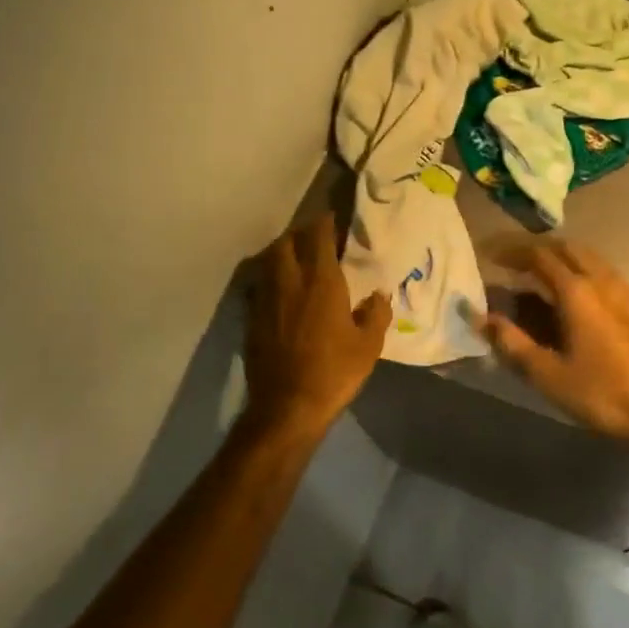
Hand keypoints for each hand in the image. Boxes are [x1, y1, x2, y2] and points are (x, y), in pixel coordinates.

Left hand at [245, 213, 391, 433]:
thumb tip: (378, 295)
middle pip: (287, 241)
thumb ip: (376, 313)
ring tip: (297, 261)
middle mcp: (289, 281)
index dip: (325, 222)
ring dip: (283, 252)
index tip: (335, 220)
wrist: (286, 408)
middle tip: (316, 240)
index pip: (318, 235)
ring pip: (268, 260)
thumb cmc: (334, 372)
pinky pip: (258, 284)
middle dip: (301, 234)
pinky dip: (269, 277)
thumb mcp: (369, 345)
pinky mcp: (250, 317)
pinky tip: (280, 290)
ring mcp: (265, 298)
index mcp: (321, 281)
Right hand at [474, 240, 628, 447]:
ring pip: (586, 257)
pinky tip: (568, 293)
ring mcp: (622, 291)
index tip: (489, 255)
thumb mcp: (547, 374)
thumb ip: (511, 342)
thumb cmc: (600, 393)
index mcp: (578, 291)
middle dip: (536, 249)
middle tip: (510, 261)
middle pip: (565, 248)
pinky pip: (600, 272)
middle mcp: (601, 281)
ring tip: (535, 274)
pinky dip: (577, 270)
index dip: (511, 252)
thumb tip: (479, 318)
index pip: (540, 256)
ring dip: (558, 257)